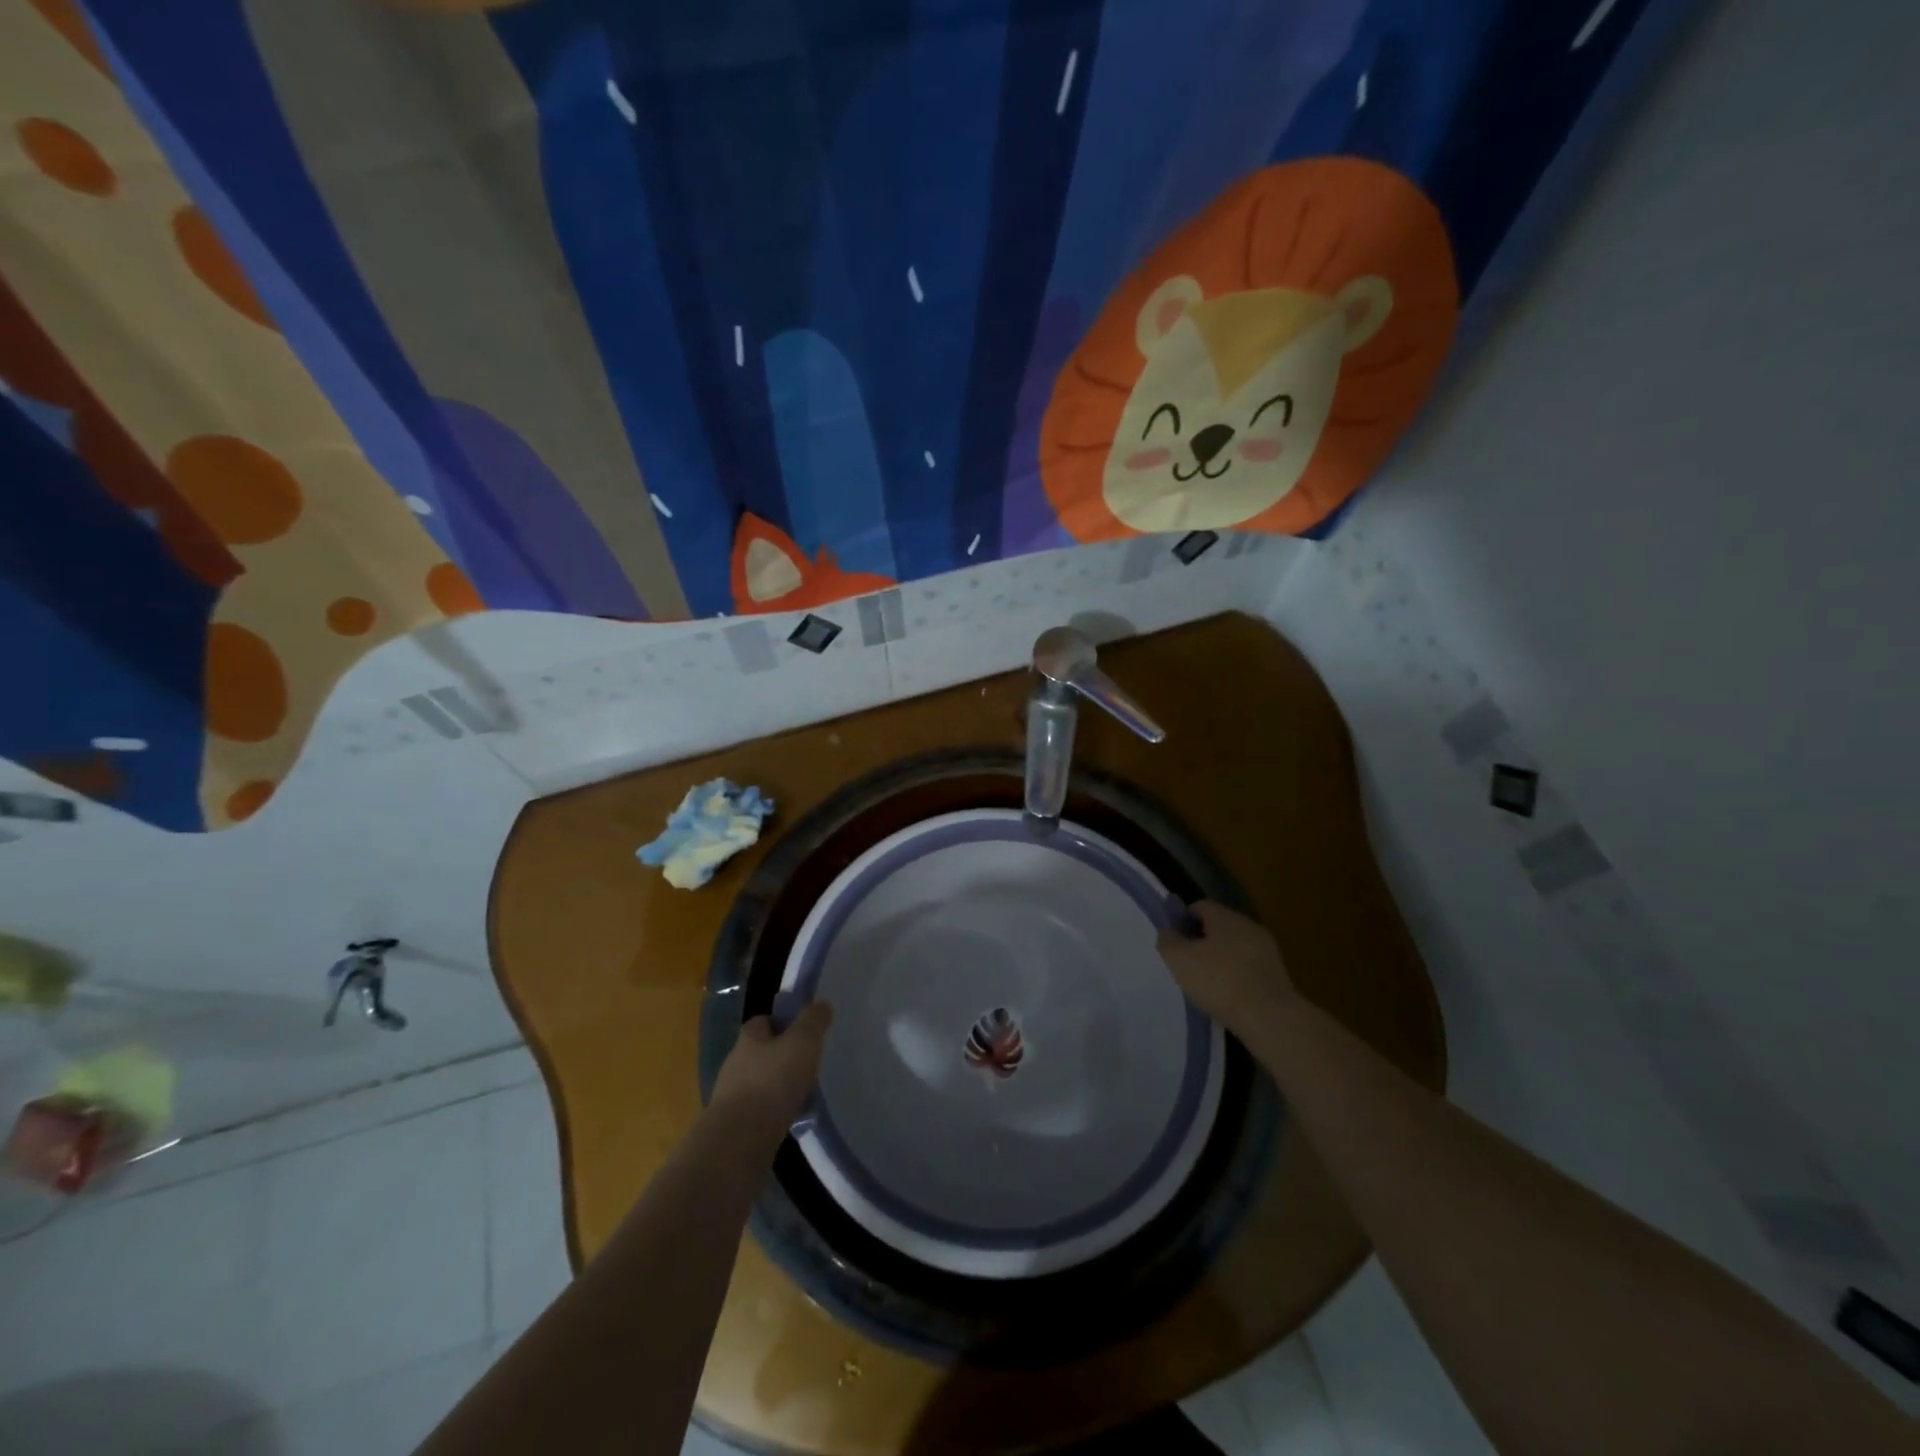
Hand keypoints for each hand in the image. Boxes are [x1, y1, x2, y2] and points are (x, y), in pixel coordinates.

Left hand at [710, 1001, 833, 1134]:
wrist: (740, 1140)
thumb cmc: (773, 1081)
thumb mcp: (802, 1042)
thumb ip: (813, 1021)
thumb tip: (821, 1003)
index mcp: (749, 1038)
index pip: (763, 1021)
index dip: (783, 1022)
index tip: (803, 1030)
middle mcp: (735, 1063)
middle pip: (761, 1052)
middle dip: (782, 1056)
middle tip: (808, 1062)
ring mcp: (732, 1096)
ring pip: (761, 1083)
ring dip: (779, 1086)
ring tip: (805, 1094)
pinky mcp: (735, 1125)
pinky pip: (760, 1111)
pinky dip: (775, 1112)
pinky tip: (793, 1119)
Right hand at [1157, 902, 1295, 1033]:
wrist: (1270, 1018)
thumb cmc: (1220, 982)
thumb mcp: (1180, 960)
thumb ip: (1168, 941)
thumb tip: (1167, 933)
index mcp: (1225, 917)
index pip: (1200, 906)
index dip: (1183, 920)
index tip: (1173, 940)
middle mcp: (1248, 926)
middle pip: (1219, 926)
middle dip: (1202, 940)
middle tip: (1187, 962)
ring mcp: (1267, 950)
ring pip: (1236, 947)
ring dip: (1221, 959)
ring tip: (1206, 982)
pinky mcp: (1277, 974)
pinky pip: (1249, 967)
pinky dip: (1237, 976)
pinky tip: (1227, 995)